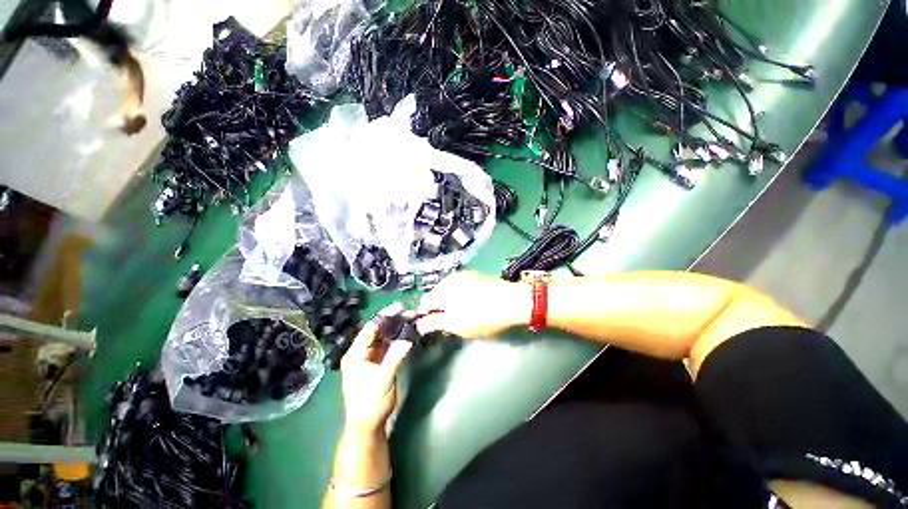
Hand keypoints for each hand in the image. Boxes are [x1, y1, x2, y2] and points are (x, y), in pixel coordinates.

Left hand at [340, 303, 412, 435]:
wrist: (367, 426)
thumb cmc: (371, 404)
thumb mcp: (383, 380)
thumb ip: (395, 357)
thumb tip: (408, 337)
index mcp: (355, 354)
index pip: (370, 328)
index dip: (385, 315)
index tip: (400, 306)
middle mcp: (361, 352)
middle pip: (377, 330)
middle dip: (393, 320)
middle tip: (410, 312)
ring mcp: (369, 357)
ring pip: (383, 336)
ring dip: (396, 328)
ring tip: (411, 319)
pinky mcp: (378, 362)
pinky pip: (388, 345)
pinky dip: (397, 338)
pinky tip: (407, 332)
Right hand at [416, 271, 526, 338]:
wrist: (511, 301)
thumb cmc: (480, 316)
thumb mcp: (455, 325)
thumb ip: (434, 323)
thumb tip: (419, 325)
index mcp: (441, 290)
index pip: (424, 302)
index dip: (425, 315)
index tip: (431, 325)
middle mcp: (450, 279)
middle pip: (437, 295)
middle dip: (440, 308)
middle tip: (449, 323)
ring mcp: (464, 275)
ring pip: (450, 290)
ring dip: (451, 302)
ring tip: (463, 314)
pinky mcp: (476, 276)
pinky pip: (462, 287)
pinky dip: (462, 295)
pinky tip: (472, 304)